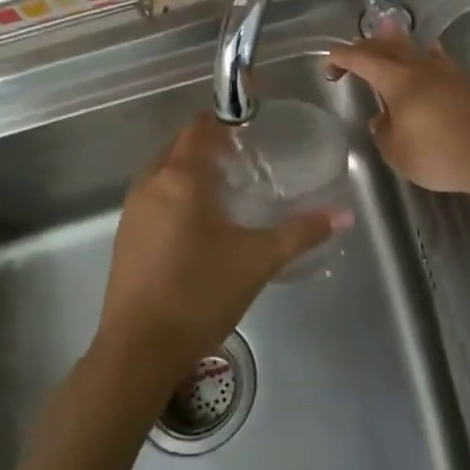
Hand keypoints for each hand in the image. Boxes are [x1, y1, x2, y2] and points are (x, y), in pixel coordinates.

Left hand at [97, 114, 341, 390]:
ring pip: (164, 172)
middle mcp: (151, 183)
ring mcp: (133, 210)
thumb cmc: (200, 293)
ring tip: (228, 188)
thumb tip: (343, 215)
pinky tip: (200, 223)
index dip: (225, 120)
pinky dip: (176, 194)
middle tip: (247, 158)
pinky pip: (154, 196)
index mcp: (181, 177)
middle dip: (210, 145)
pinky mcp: (126, 235)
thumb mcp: (258, 260)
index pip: (200, 128)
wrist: (139, 349)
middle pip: (180, 146)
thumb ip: (301, 233)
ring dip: (191, 170)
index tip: (252, 126)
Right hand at [325, 38, 469, 195]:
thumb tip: (383, 119)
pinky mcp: (466, 81)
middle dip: (365, 47)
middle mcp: (420, 66)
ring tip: (385, 38)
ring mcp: (447, 70)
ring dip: (395, 43)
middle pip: (387, 46)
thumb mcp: (397, 152)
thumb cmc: (438, 154)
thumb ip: (383, 131)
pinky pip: (437, 58)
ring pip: (414, 47)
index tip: (329, 64)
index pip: (361, 59)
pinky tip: (427, 58)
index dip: (341, 58)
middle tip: (352, 55)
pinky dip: (423, 55)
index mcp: (397, 79)